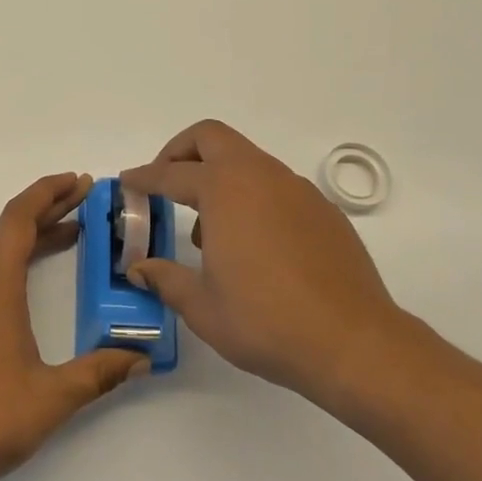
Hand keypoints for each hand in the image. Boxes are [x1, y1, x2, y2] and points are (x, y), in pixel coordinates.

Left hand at [0, 173, 147, 480]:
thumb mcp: (52, 397)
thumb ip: (99, 373)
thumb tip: (141, 358)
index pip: (21, 216)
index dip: (50, 192)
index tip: (80, 181)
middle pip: (10, 226)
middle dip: (49, 207)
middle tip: (86, 199)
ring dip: (32, 233)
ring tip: (70, 232)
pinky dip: (15, 256)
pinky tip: (31, 276)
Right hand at [123, 121, 409, 406]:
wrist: (354, 342)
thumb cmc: (267, 321)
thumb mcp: (203, 306)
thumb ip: (166, 279)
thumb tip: (140, 268)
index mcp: (224, 190)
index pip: (171, 174)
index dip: (144, 177)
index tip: (127, 182)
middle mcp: (260, 176)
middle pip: (211, 138)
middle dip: (181, 152)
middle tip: (165, 183)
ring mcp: (297, 189)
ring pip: (247, 160)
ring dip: (218, 177)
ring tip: (208, 230)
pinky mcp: (323, 210)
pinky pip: (276, 186)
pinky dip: (252, 196)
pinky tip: (254, 244)